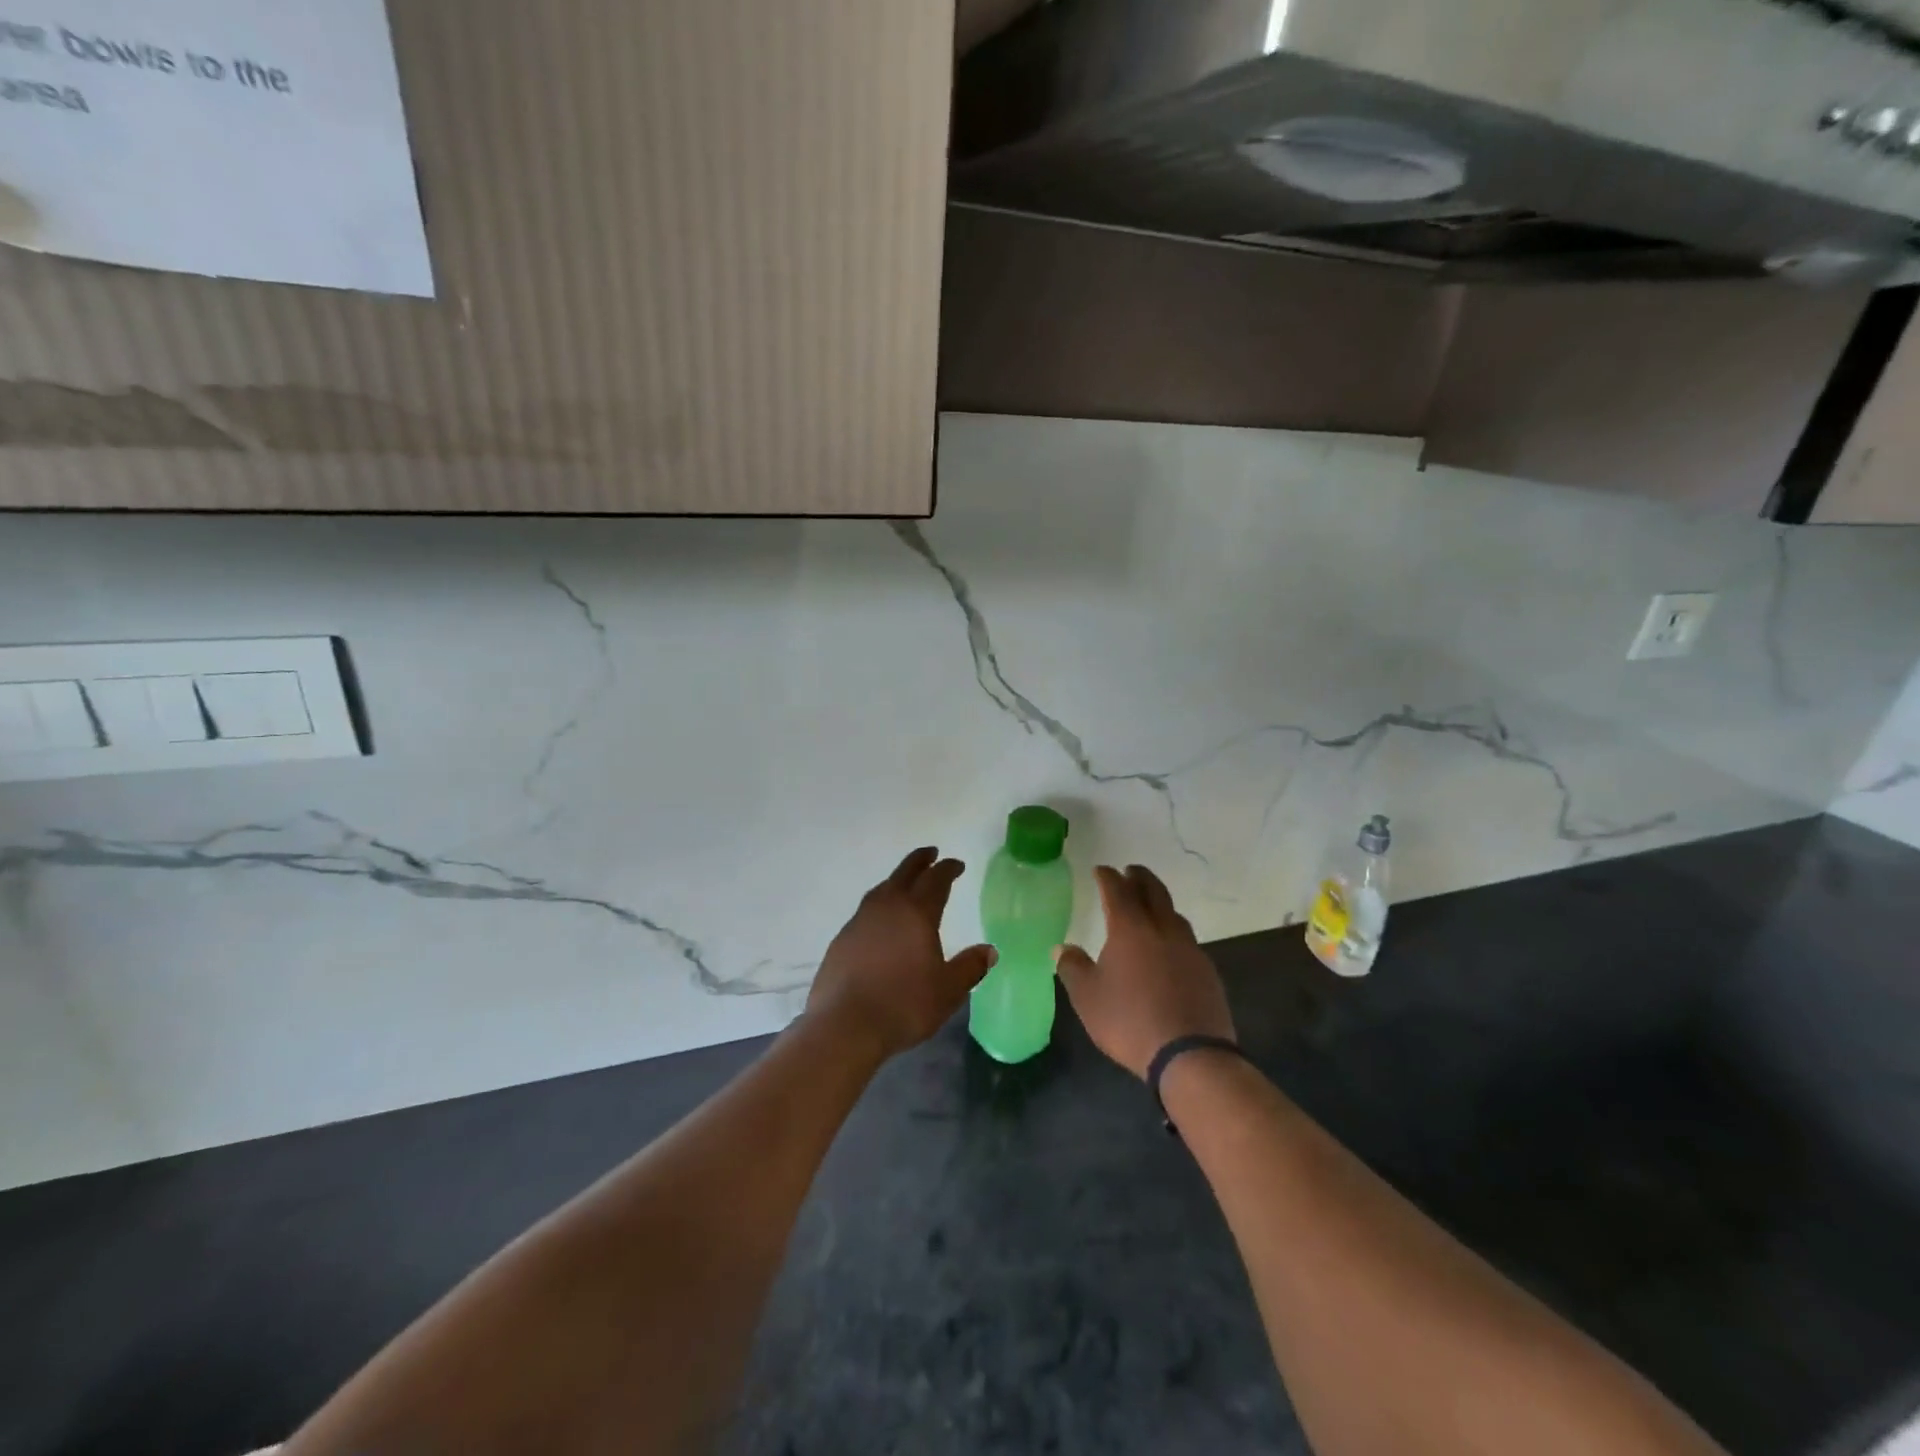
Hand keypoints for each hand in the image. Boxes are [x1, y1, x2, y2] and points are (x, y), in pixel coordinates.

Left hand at [807, 847, 997, 1059]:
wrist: (844, 1025)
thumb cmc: (904, 1005)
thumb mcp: (948, 991)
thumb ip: (970, 967)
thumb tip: (989, 950)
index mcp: (917, 913)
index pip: (936, 880)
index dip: (948, 869)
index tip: (957, 865)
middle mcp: (887, 907)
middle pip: (905, 873)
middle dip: (920, 861)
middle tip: (931, 853)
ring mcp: (860, 921)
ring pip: (881, 889)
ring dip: (897, 881)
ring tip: (905, 884)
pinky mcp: (841, 939)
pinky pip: (865, 911)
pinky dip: (879, 906)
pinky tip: (881, 922)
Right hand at [1056, 864, 1234, 1079]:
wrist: (1190, 1055)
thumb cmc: (1129, 1021)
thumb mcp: (1088, 997)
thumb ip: (1073, 968)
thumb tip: (1062, 949)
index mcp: (1130, 929)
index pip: (1118, 891)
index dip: (1108, 877)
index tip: (1101, 870)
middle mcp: (1162, 929)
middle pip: (1153, 891)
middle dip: (1140, 878)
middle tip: (1130, 871)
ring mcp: (1189, 949)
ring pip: (1174, 914)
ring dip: (1160, 903)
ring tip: (1150, 908)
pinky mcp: (1207, 971)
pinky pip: (1187, 941)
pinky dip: (1173, 933)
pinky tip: (1169, 949)